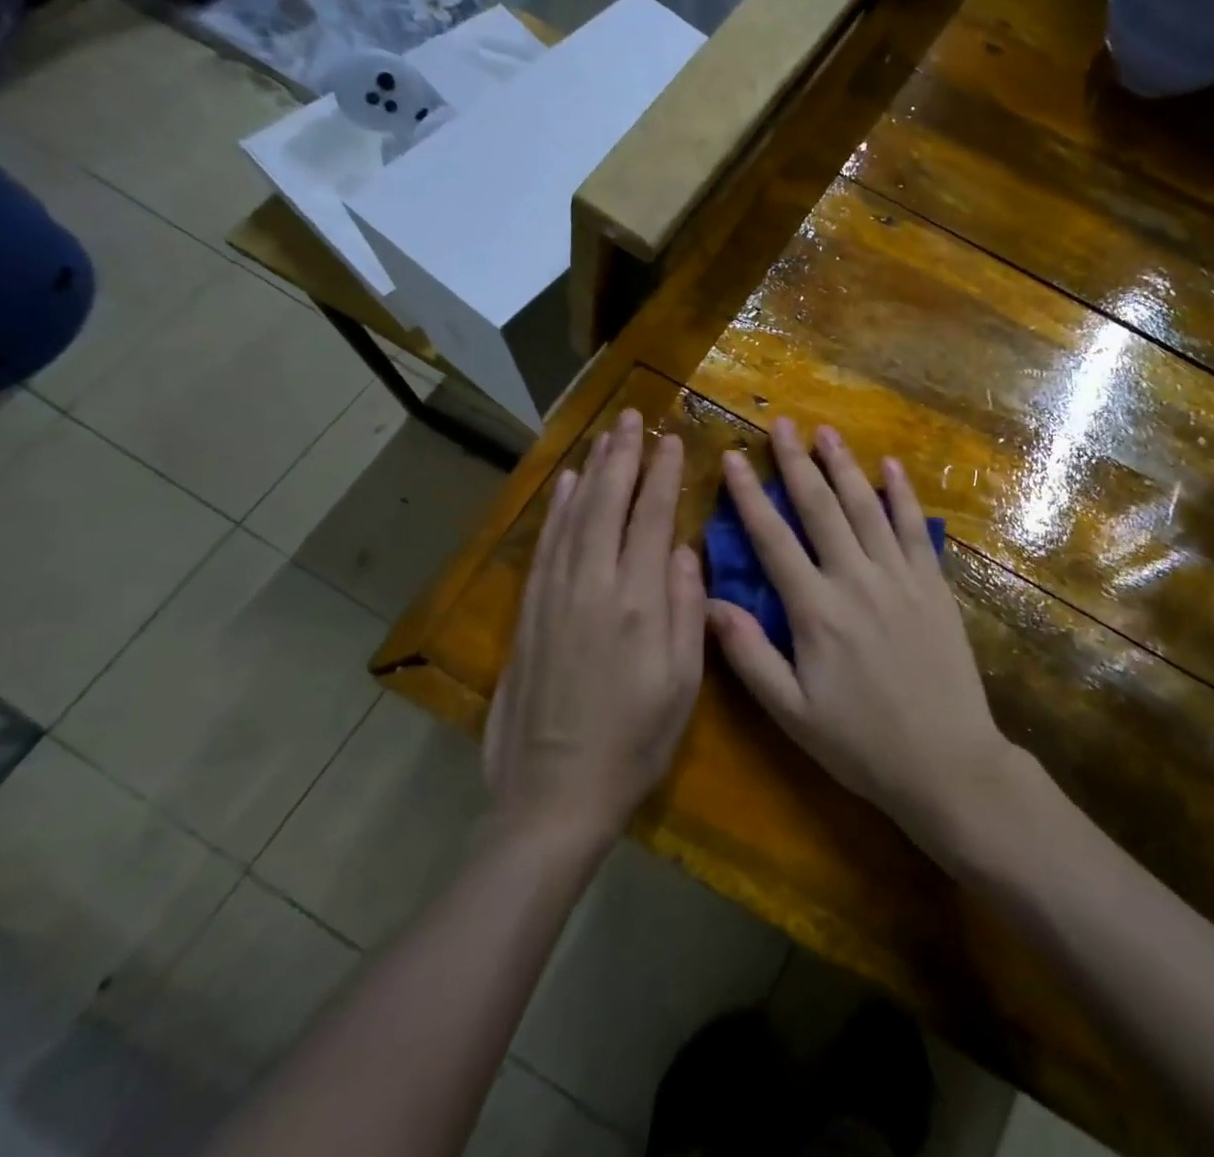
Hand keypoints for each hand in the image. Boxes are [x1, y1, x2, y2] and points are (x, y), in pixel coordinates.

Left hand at [485, 409, 706, 844]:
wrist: (551, 796)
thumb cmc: (633, 744)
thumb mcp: (681, 685)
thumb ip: (685, 610)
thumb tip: (682, 549)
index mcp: (637, 603)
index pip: (649, 518)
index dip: (661, 474)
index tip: (670, 440)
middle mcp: (592, 586)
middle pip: (606, 503)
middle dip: (621, 456)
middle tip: (633, 417)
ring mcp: (554, 596)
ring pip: (573, 515)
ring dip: (589, 471)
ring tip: (604, 436)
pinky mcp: (528, 613)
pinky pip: (545, 545)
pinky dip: (555, 509)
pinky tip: (563, 486)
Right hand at [707, 419, 1013, 848]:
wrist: (947, 762)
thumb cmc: (861, 744)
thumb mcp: (792, 712)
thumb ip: (748, 655)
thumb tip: (708, 601)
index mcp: (815, 611)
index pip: (772, 540)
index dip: (748, 496)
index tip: (731, 458)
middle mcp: (856, 580)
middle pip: (820, 509)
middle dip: (796, 463)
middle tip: (781, 424)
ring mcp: (900, 578)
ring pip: (866, 508)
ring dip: (844, 466)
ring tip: (826, 432)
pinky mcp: (933, 585)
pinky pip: (915, 529)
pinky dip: (902, 495)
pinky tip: (891, 467)